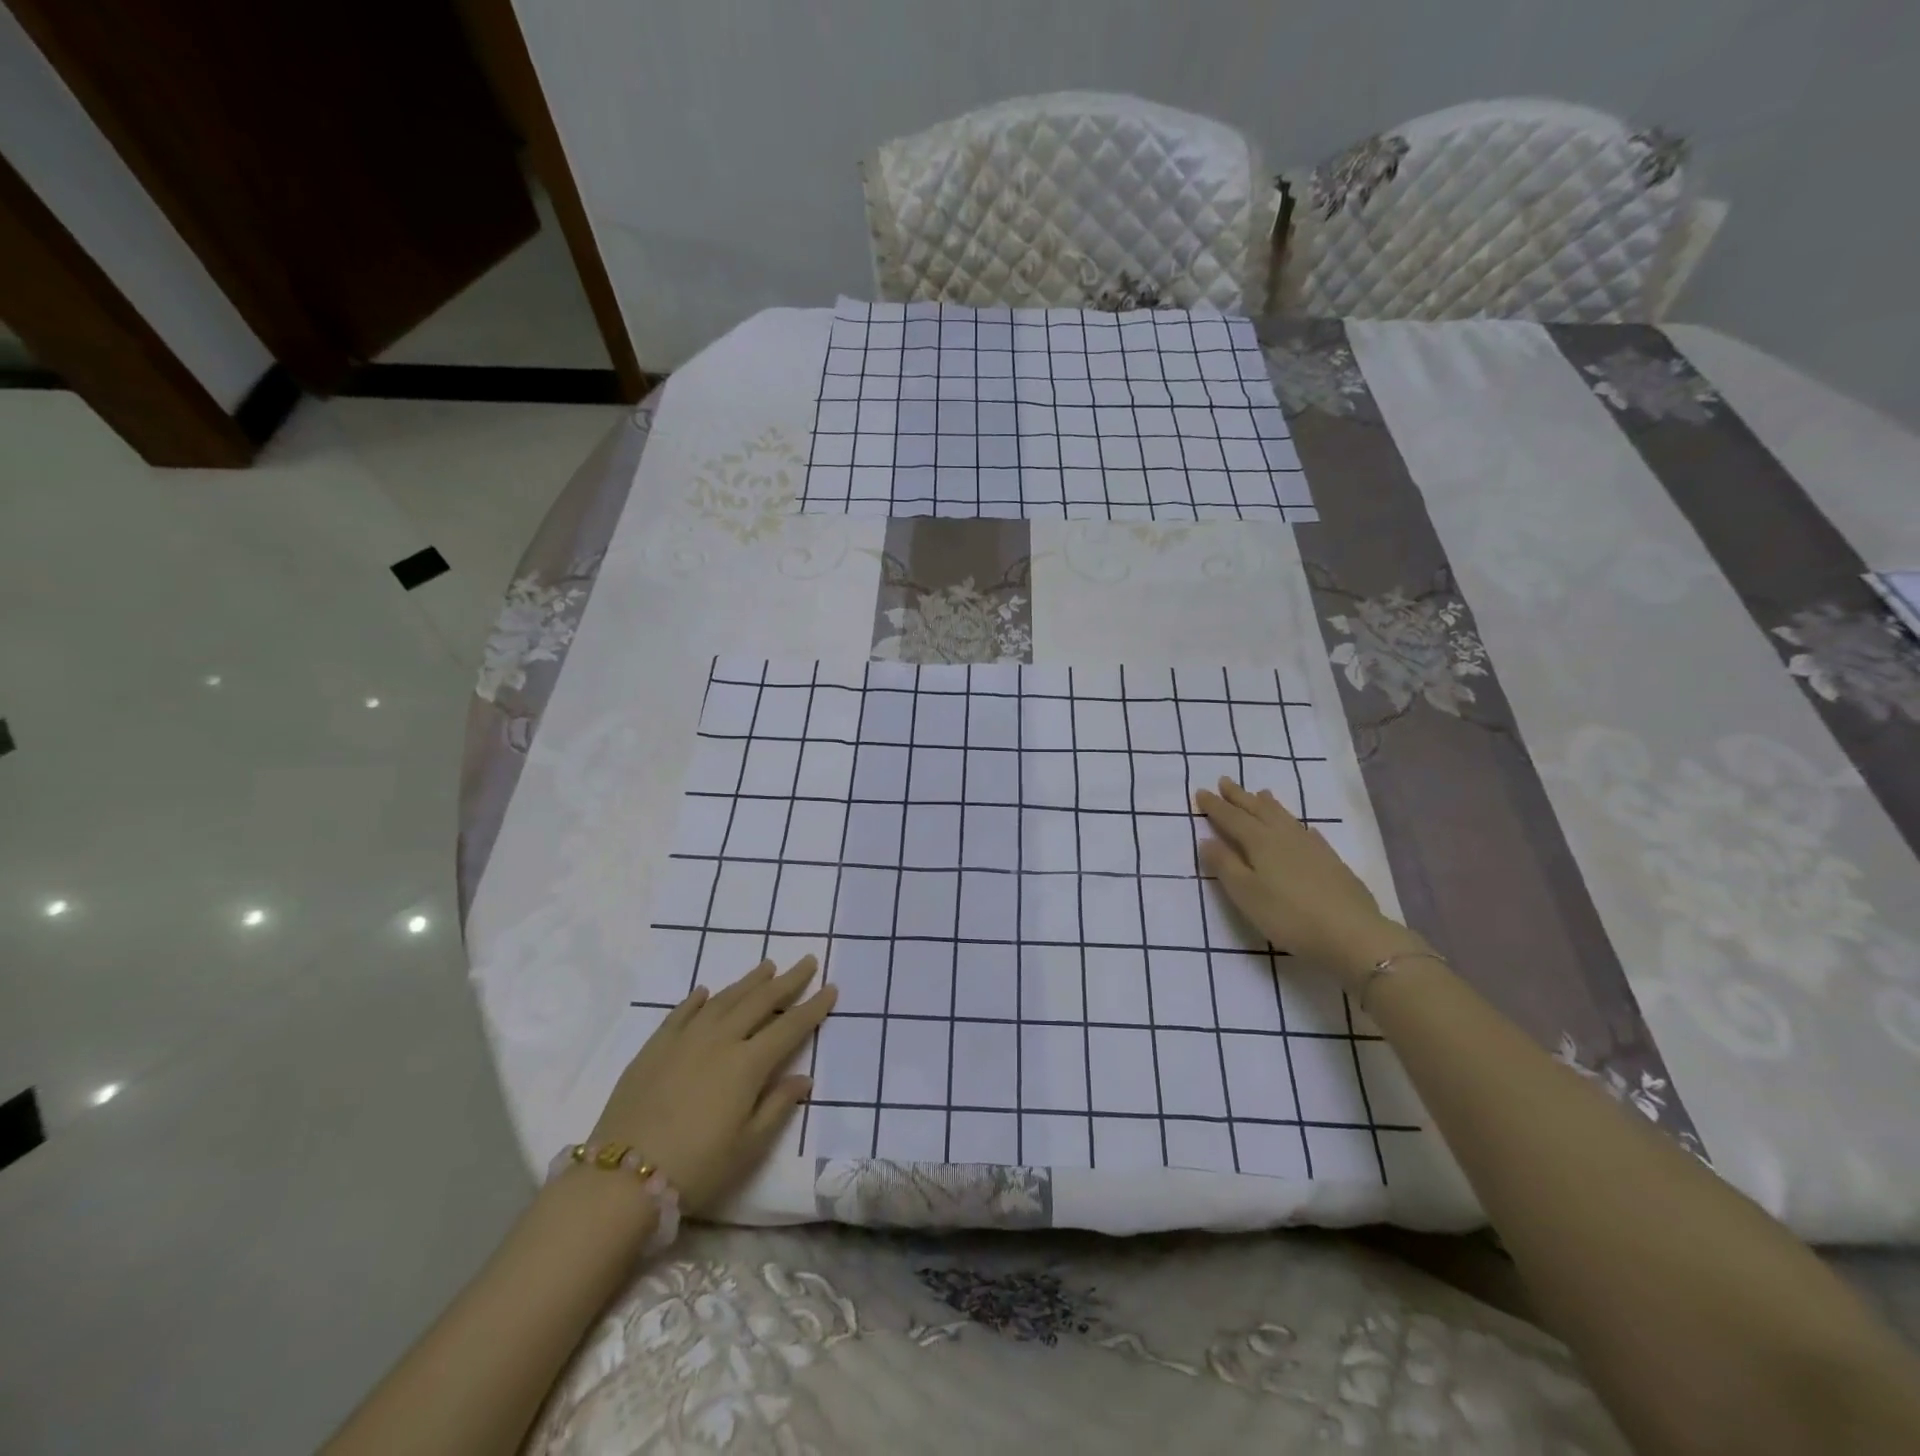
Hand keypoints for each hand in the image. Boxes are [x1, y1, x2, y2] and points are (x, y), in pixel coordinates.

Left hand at [588, 956, 835, 1214]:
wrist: (621, 1180)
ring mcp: (684, 1040)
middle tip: (807, 961)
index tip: (830, 988)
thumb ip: (777, 1106)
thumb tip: (804, 1078)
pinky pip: (681, 1013)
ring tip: (767, 966)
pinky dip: (697, 1000)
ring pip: (723, 999)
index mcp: (748, 1064)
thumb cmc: (696, 1167)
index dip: (813, 1007)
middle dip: (787, 981)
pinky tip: (705, 992)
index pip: (790, 1027)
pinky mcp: (654, 1048)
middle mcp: (720, 1041)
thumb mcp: (748, 1146)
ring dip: (748, 982)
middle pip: (760, 1002)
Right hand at [1194, 777, 1425, 986]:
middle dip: (1239, 797)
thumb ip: (1225, 865)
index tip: (1200, 792)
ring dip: (1268, 804)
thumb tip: (1206, 840)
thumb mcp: (1246, 894)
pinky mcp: (1331, 861)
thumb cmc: (1289, 916)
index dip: (1215, 806)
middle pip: (1258, 810)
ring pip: (1284, 817)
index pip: (1232, 818)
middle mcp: (1284, 836)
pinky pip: (1307, 832)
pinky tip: (1302, 828)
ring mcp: (1311, 847)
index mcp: (1260, 843)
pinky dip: (1297, 825)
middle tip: (1225, 781)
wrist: (1352, 934)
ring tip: (1260, 793)